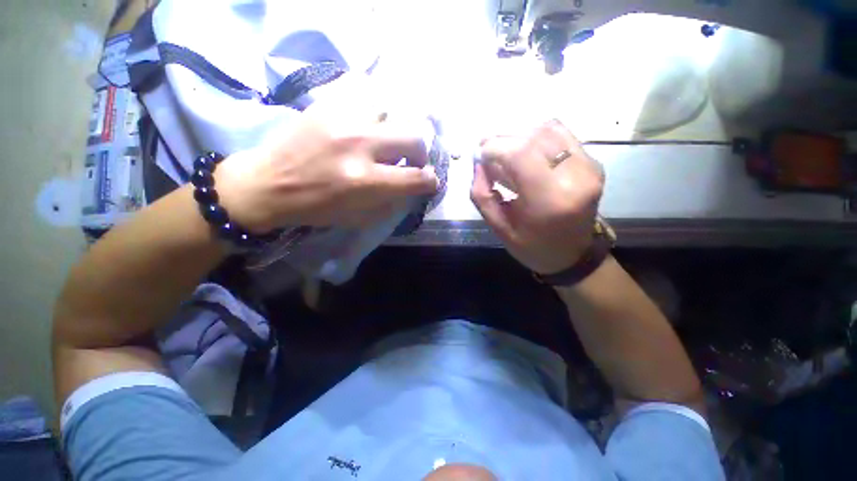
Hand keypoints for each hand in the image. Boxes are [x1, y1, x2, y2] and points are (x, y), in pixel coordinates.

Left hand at [213, 85, 438, 232]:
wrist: (267, 184)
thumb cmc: (315, 208)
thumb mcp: (359, 217)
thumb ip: (391, 201)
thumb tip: (412, 186)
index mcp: (366, 182)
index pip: (417, 178)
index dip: (430, 181)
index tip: (429, 182)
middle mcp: (360, 146)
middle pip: (414, 137)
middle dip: (420, 153)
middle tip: (411, 161)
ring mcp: (343, 119)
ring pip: (393, 111)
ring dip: (396, 130)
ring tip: (386, 141)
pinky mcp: (327, 105)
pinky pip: (365, 96)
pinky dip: (375, 112)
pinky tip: (368, 124)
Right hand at [471, 120, 603, 274]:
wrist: (572, 256)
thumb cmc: (532, 247)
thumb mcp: (499, 228)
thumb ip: (482, 195)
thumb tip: (478, 164)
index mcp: (550, 200)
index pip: (520, 153)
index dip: (495, 147)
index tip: (479, 154)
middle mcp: (575, 177)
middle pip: (534, 136)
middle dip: (503, 139)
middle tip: (487, 151)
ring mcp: (588, 167)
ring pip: (549, 129)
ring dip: (520, 136)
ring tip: (504, 153)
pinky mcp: (592, 164)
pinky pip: (561, 136)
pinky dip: (537, 139)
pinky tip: (525, 154)